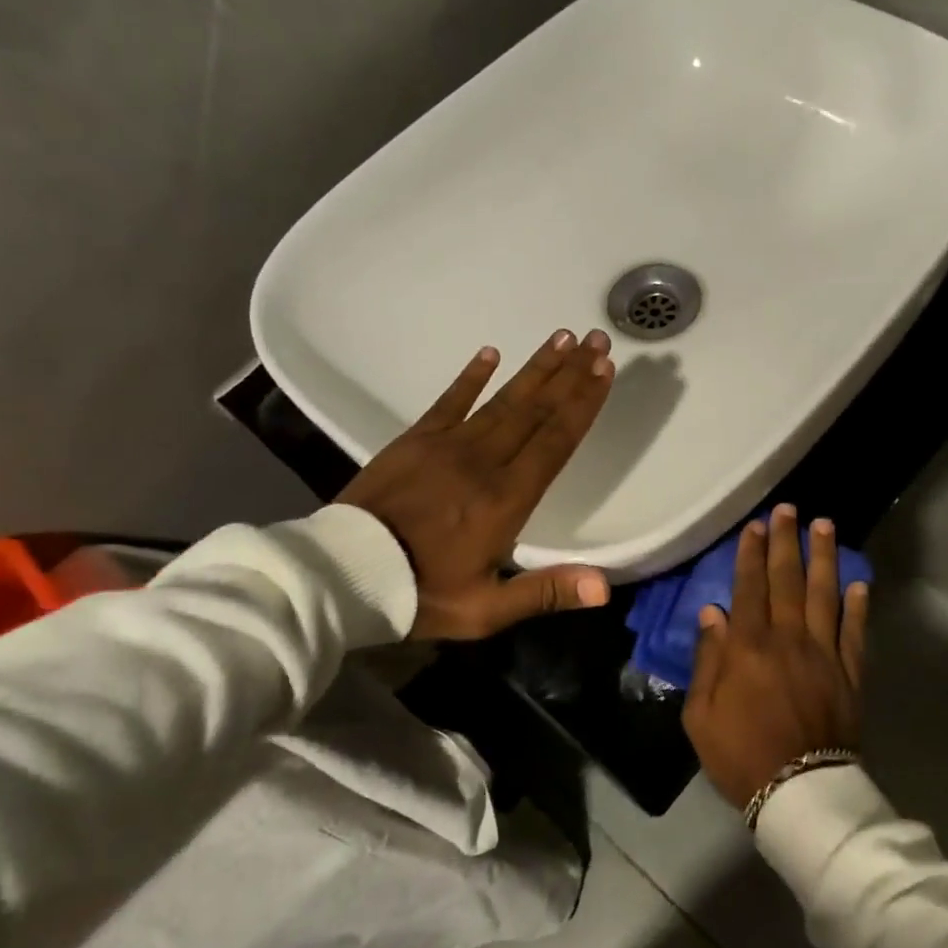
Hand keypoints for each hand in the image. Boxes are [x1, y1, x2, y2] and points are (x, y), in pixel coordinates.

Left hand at [336, 329, 615, 640]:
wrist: (342, 574)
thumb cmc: (421, 594)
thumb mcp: (486, 610)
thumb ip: (546, 593)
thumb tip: (604, 588)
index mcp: (507, 499)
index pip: (555, 441)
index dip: (583, 404)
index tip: (604, 370)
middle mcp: (484, 461)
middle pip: (536, 410)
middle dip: (571, 374)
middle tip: (597, 341)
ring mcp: (448, 445)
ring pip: (503, 399)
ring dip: (536, 368)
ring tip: (563, 337)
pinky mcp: (415, 440)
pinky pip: (450, 400)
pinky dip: (471, 376)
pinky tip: (491, 352)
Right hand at [682, 505, 869, 807]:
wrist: (799, 794)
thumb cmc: (740, 755)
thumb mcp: (701, 715)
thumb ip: (707, 660)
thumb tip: (713, 613)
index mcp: (749, 647)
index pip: (749, 588)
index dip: (751, 554)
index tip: (754, 526)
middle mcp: (789, 639)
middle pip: (787, 580)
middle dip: (786, 542)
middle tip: (788, 510)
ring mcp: (824, 654)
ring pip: (825, 595)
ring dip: (824, 558)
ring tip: (824, 526)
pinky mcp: (850, 674)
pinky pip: (854, 633)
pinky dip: (857, 606)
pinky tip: (858, 582)